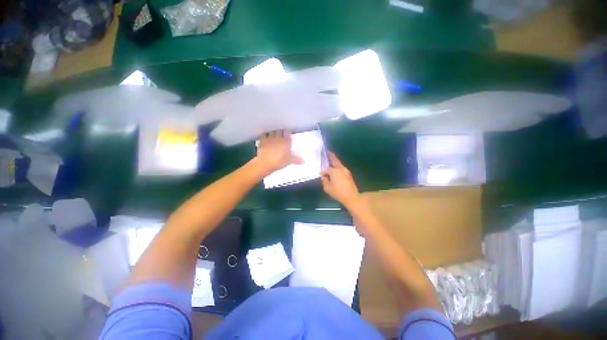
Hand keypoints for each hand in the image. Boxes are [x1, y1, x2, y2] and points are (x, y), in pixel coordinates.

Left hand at [256, 130, 302, 171]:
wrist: (265, 162)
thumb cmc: (279, 161)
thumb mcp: (289, 161)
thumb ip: (296, 159)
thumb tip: (303, 161)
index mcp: (286, 141)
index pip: (287, 132)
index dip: (288, 132)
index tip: (288, 134)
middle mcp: (278, 137)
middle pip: (280, 131)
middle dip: (281, 132)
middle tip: (282, 135)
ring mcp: (269, 138)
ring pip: (272, 132)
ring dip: (273, 132)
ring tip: (274, 135)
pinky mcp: (262, 141)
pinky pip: (264, 135)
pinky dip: (265, 135)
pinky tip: (266, 137)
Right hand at [321, 152, 361, 207]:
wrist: (351, 197)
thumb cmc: (338, 192)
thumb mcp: (327, 188)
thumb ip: (324, 180)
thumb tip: (324, 176)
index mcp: (334, 171)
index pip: (326, 169)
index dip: (323, 171)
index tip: (320, 174)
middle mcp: (340, 168)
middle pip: (335, 160)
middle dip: (331, 155)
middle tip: (327, 151)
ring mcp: (346, 171)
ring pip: (338, 164)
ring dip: (334, 162)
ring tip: (330, 161)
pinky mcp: (349, 174)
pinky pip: (341, 168)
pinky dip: (337, 167)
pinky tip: (335, 170)